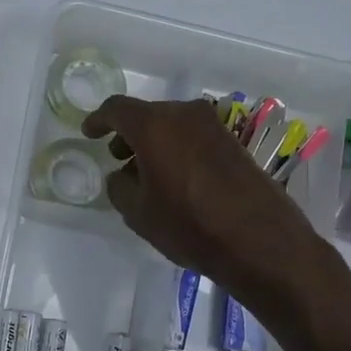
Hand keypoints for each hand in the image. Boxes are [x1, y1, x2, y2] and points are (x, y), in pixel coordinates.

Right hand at [81, 95, 340, 325]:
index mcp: (154, 125)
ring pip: (171, 125)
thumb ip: (119, 186)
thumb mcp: (137, 212)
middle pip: (146, 115)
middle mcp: (184, 115)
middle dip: (128, 134)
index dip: (98, 120)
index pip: (116, 109)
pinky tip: (174, 179)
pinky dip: (176, 149)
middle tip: (118, 158)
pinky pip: (193, 137)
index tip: (89, 133)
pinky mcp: (234, 143)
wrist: (260, 241)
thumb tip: (122, 175)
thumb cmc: (189, 225)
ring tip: (146, 174)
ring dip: (154, 142)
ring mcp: (214, 126)